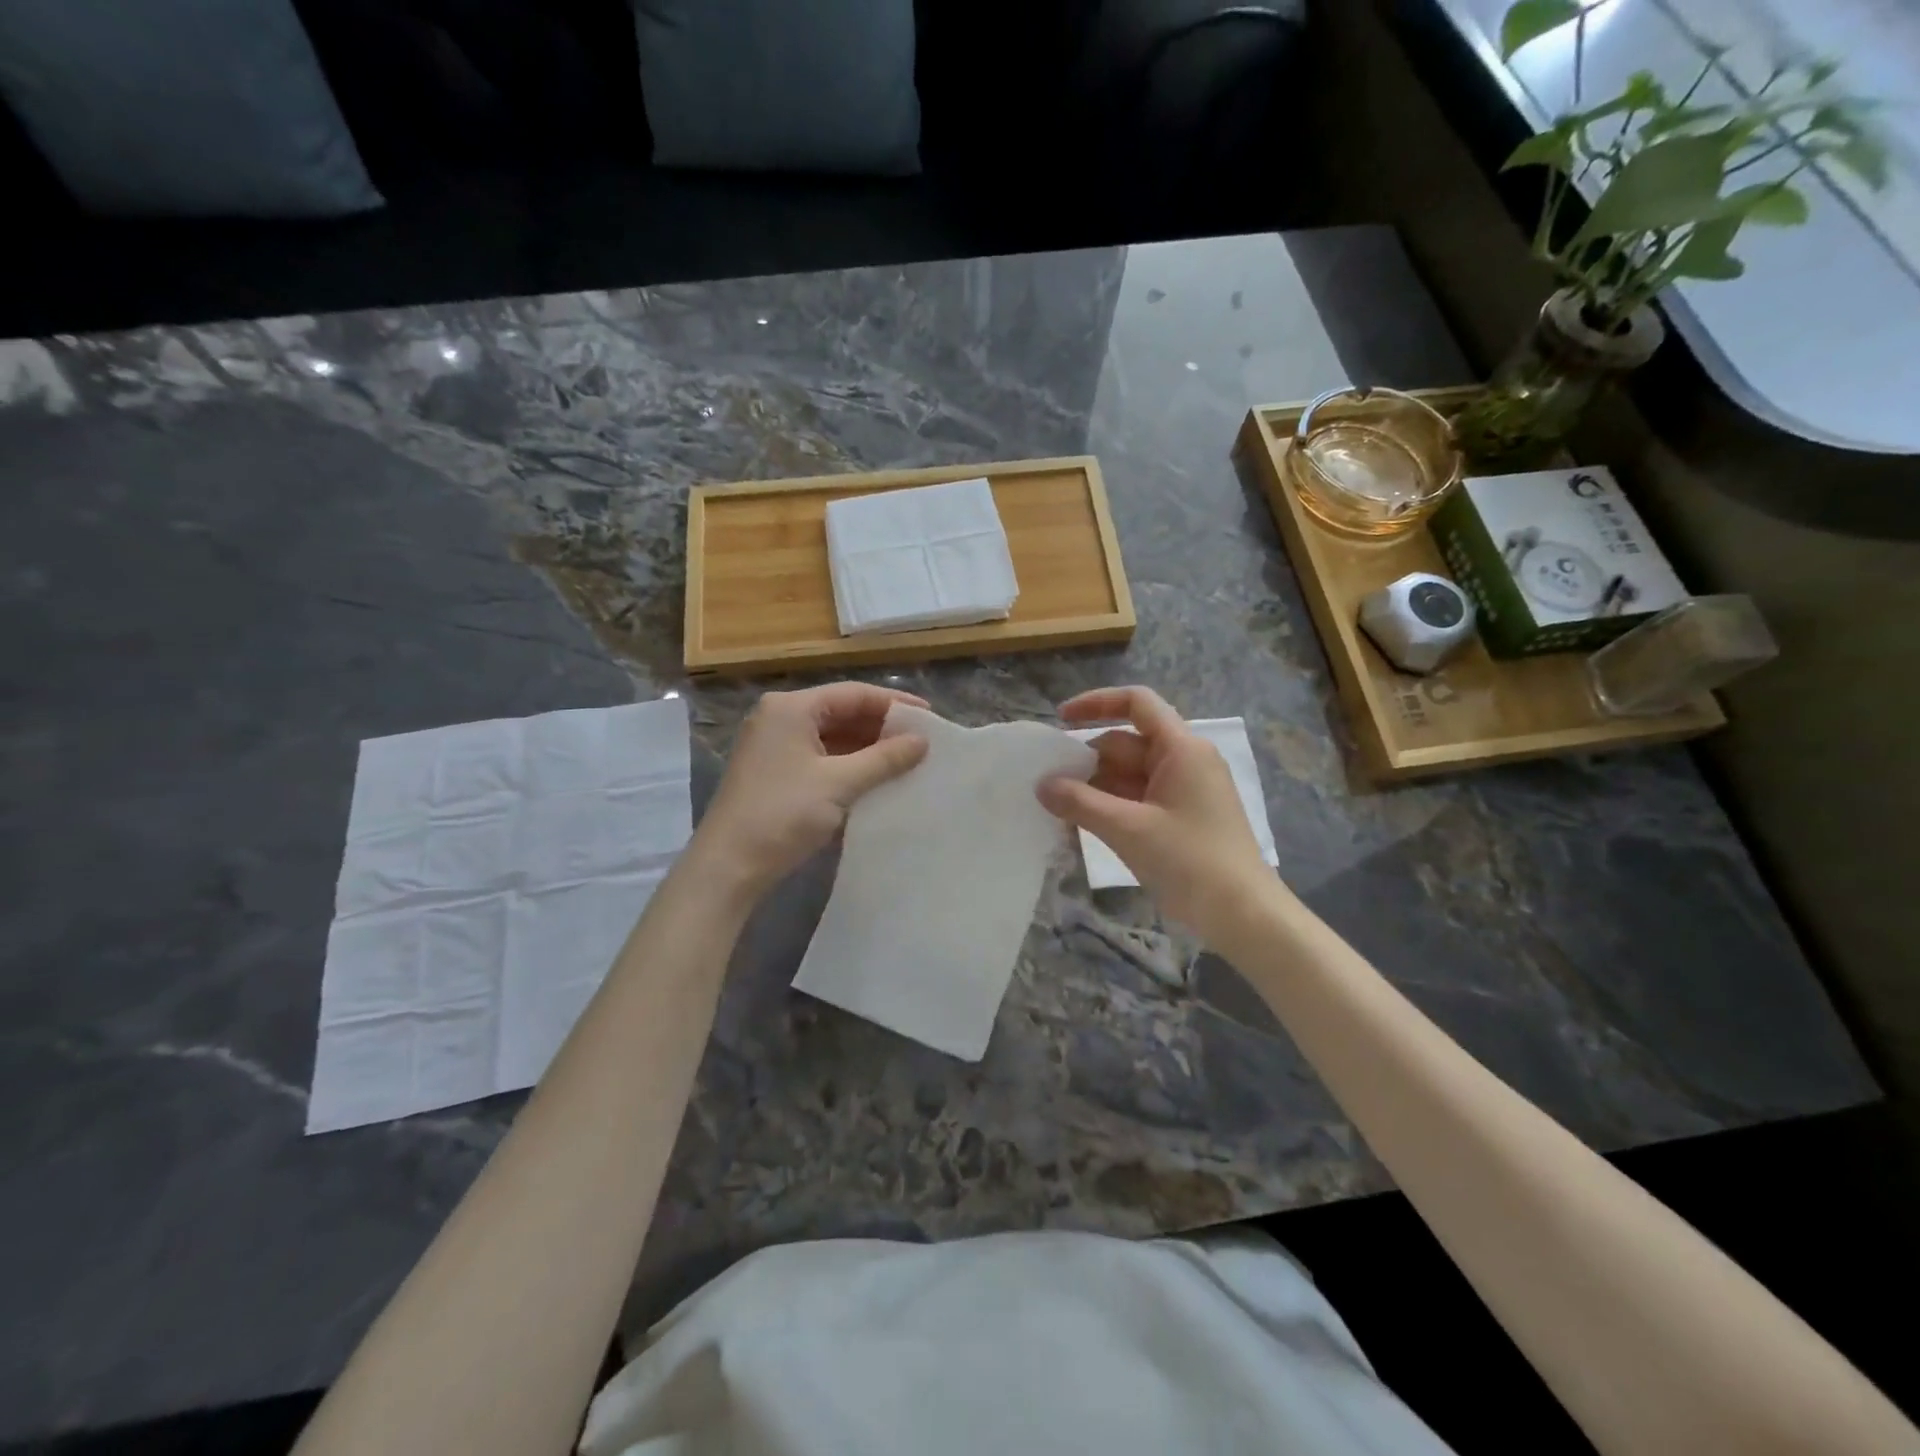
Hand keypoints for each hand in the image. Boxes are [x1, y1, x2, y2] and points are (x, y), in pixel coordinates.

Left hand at [689, 682, 929, 899]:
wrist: (728, 866)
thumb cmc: (783, 814)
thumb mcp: (839, 783)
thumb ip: (884, 759)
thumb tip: (922, 741)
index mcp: (791, 708)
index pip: (853, 694)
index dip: (894, 704)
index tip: (929, 717)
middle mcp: (780, 718)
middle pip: (841, 712)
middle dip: (881, 727)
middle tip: (922, 741)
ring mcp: (775, 746)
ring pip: (832, 737)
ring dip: (867, 748)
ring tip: (907, 760)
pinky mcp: (775, 772)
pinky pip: (821, 757)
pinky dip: (849, 765)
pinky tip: (876, 778)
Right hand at [1036, 686, 1280, 938]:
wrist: (1244, 915)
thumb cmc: (1190, 861)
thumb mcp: (1128, 829)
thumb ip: (1080, 802)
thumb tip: (1041, 785)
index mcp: (1181, 748)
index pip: (1137, 703)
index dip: (1096, 703)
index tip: (1060, 720)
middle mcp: (1184, 761)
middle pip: (1126, 743)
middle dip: (1086, 759)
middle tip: (1046, 782)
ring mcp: (1184, 791)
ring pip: (1129, 775)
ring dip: (1094, 787)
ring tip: (1055, 807)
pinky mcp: (1181, 818)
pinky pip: (1138, 799)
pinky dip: (1110, 807)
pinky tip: (1081, 824)